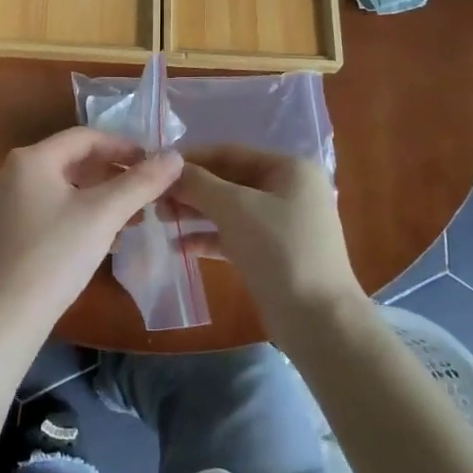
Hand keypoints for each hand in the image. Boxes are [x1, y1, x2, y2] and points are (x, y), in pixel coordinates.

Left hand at [0, 127, 182, 331]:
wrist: (8, 315)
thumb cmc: (57, 255)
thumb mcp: (104, 214)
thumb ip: (141, 182)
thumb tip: (175, 157)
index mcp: (30, 159)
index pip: (85, 138)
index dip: (123, 146)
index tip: (153, 163)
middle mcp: (11, 172)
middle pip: (73, 161)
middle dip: (113, 175)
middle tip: (146, 191)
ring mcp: (5, 202)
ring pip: (63, 187)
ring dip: (100, 197)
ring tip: (134, 216)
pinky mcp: (7, 229)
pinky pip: (50, 207)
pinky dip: (80, 214)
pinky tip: (107, 237)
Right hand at [173, 146, 363, 330]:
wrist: (319, 320)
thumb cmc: (280, 250)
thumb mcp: (235, 208)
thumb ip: (199, 183)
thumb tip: (168, 168)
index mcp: (289, 168)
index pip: (231, 152)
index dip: (192, 157)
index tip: (155, 165)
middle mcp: (288, 190)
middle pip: (229, 180)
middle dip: (191, 188)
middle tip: (153, 197)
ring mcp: (281, 223)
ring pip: (229, 209)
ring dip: (195, 212)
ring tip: (159, 218)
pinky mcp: (272, 253)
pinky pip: (234, 235)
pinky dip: (208, 237)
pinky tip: (179, 246)